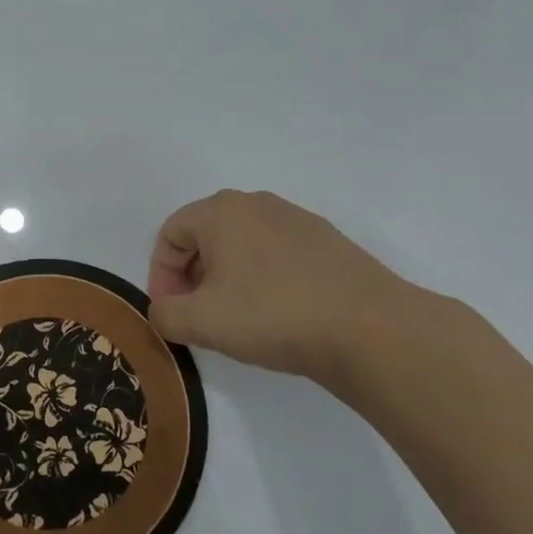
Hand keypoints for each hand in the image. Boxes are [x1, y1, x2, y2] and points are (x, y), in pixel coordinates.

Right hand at [146, 189, 434, 395]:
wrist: (371, 329)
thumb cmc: (273, 316)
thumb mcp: (200, 322)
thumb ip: (164, 314)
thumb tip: (165, 310)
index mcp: (221, 211)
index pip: (170, 234)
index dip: (161, 275)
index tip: (171, 313)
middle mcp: (257, 203)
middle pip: (205, 235)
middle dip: (192, 276)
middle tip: (198, 316)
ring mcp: (297, 220)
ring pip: (242, 245)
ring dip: (226, 278)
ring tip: (237, 318)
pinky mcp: (327, 242)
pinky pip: (276, 254)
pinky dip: (263, 279)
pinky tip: (277, 314)